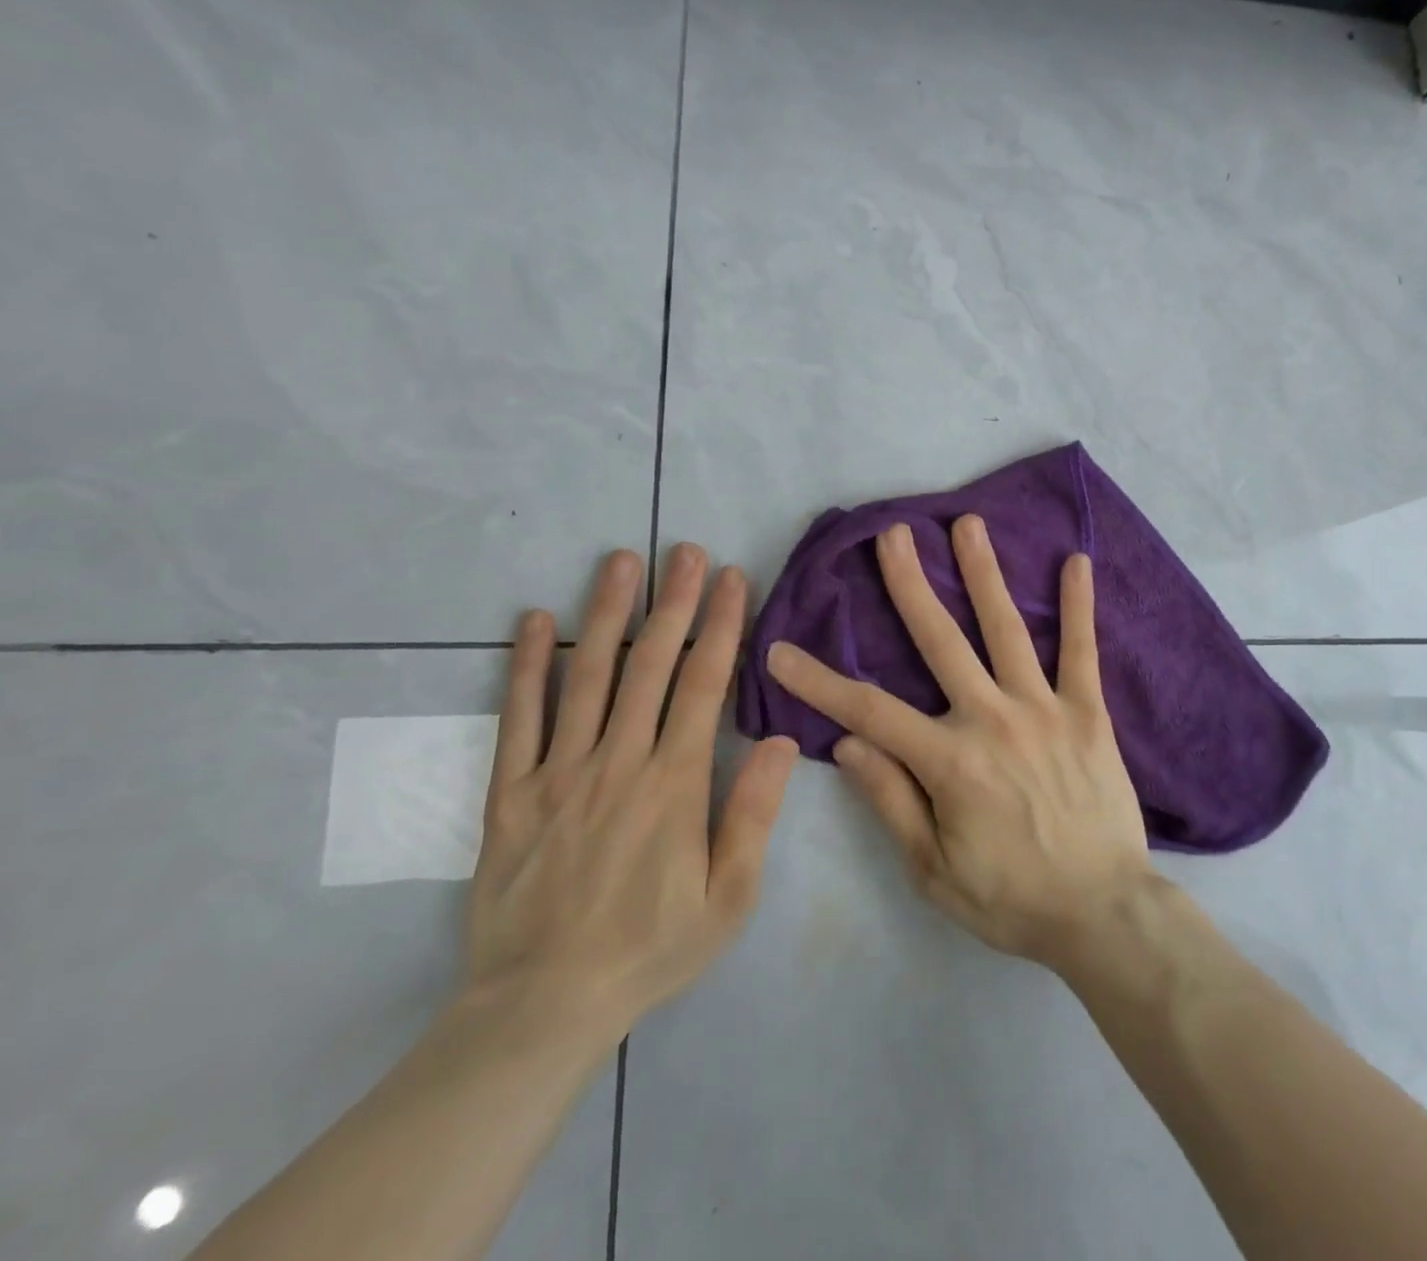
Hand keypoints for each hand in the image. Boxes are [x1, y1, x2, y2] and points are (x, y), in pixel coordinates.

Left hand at [464, 545, 797, 1051]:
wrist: (541, 1007)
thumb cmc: (650, 949)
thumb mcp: (729, 898)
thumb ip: (754, 815)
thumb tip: (784, 741)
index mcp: (674, 784)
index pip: (704, 686)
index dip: (721, 627)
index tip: (732, 580)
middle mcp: (618, 762)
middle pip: (651, 666)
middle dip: (674, 602)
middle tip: (685, 550)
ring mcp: (559, 773)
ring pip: (587, 677)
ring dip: (607, 614)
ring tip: (620, 561)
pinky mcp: (511, 793)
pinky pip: (518, 719)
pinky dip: (526, 667)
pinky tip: (534, 622)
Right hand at [766, 515, 1151, 968]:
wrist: (1103, 914)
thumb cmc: (1011, 899)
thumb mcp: (933, 869)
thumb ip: (891, 800)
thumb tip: (848, 742)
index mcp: (949, 760)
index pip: (868, 709)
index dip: (818, 681)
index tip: (780, 651)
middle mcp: (992, 718)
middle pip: (940, 640)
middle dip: (910, 585)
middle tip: (892, 534)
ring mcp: (1044, 708)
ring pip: (1005, 629)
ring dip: (983, 574)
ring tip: (967, 525)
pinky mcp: (1087, 712)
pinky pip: (1081, 651)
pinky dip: (1078, 606)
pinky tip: (1076, 561)